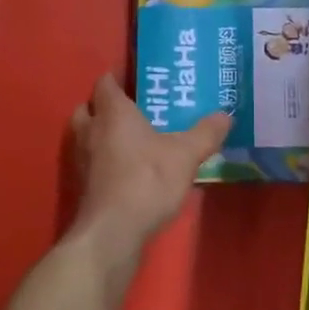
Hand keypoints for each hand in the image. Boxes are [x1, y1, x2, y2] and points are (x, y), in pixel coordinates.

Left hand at [69, 74, 230, 272]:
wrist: (113, 232)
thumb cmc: (147, 181)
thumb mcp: (186, 155)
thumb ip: (206, 133)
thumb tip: (226, 115)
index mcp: (113, 113)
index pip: (105, 83)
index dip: (117, 77)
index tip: (136, 78)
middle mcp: (91, 130)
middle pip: (88, 107)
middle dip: (104, 106)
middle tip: (132, 109)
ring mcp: (82, 160)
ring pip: (86, 135)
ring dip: (101, 134)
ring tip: (131, 139)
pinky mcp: (82, 186)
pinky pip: (91, 162)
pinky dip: (103, 160)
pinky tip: (127, 170)